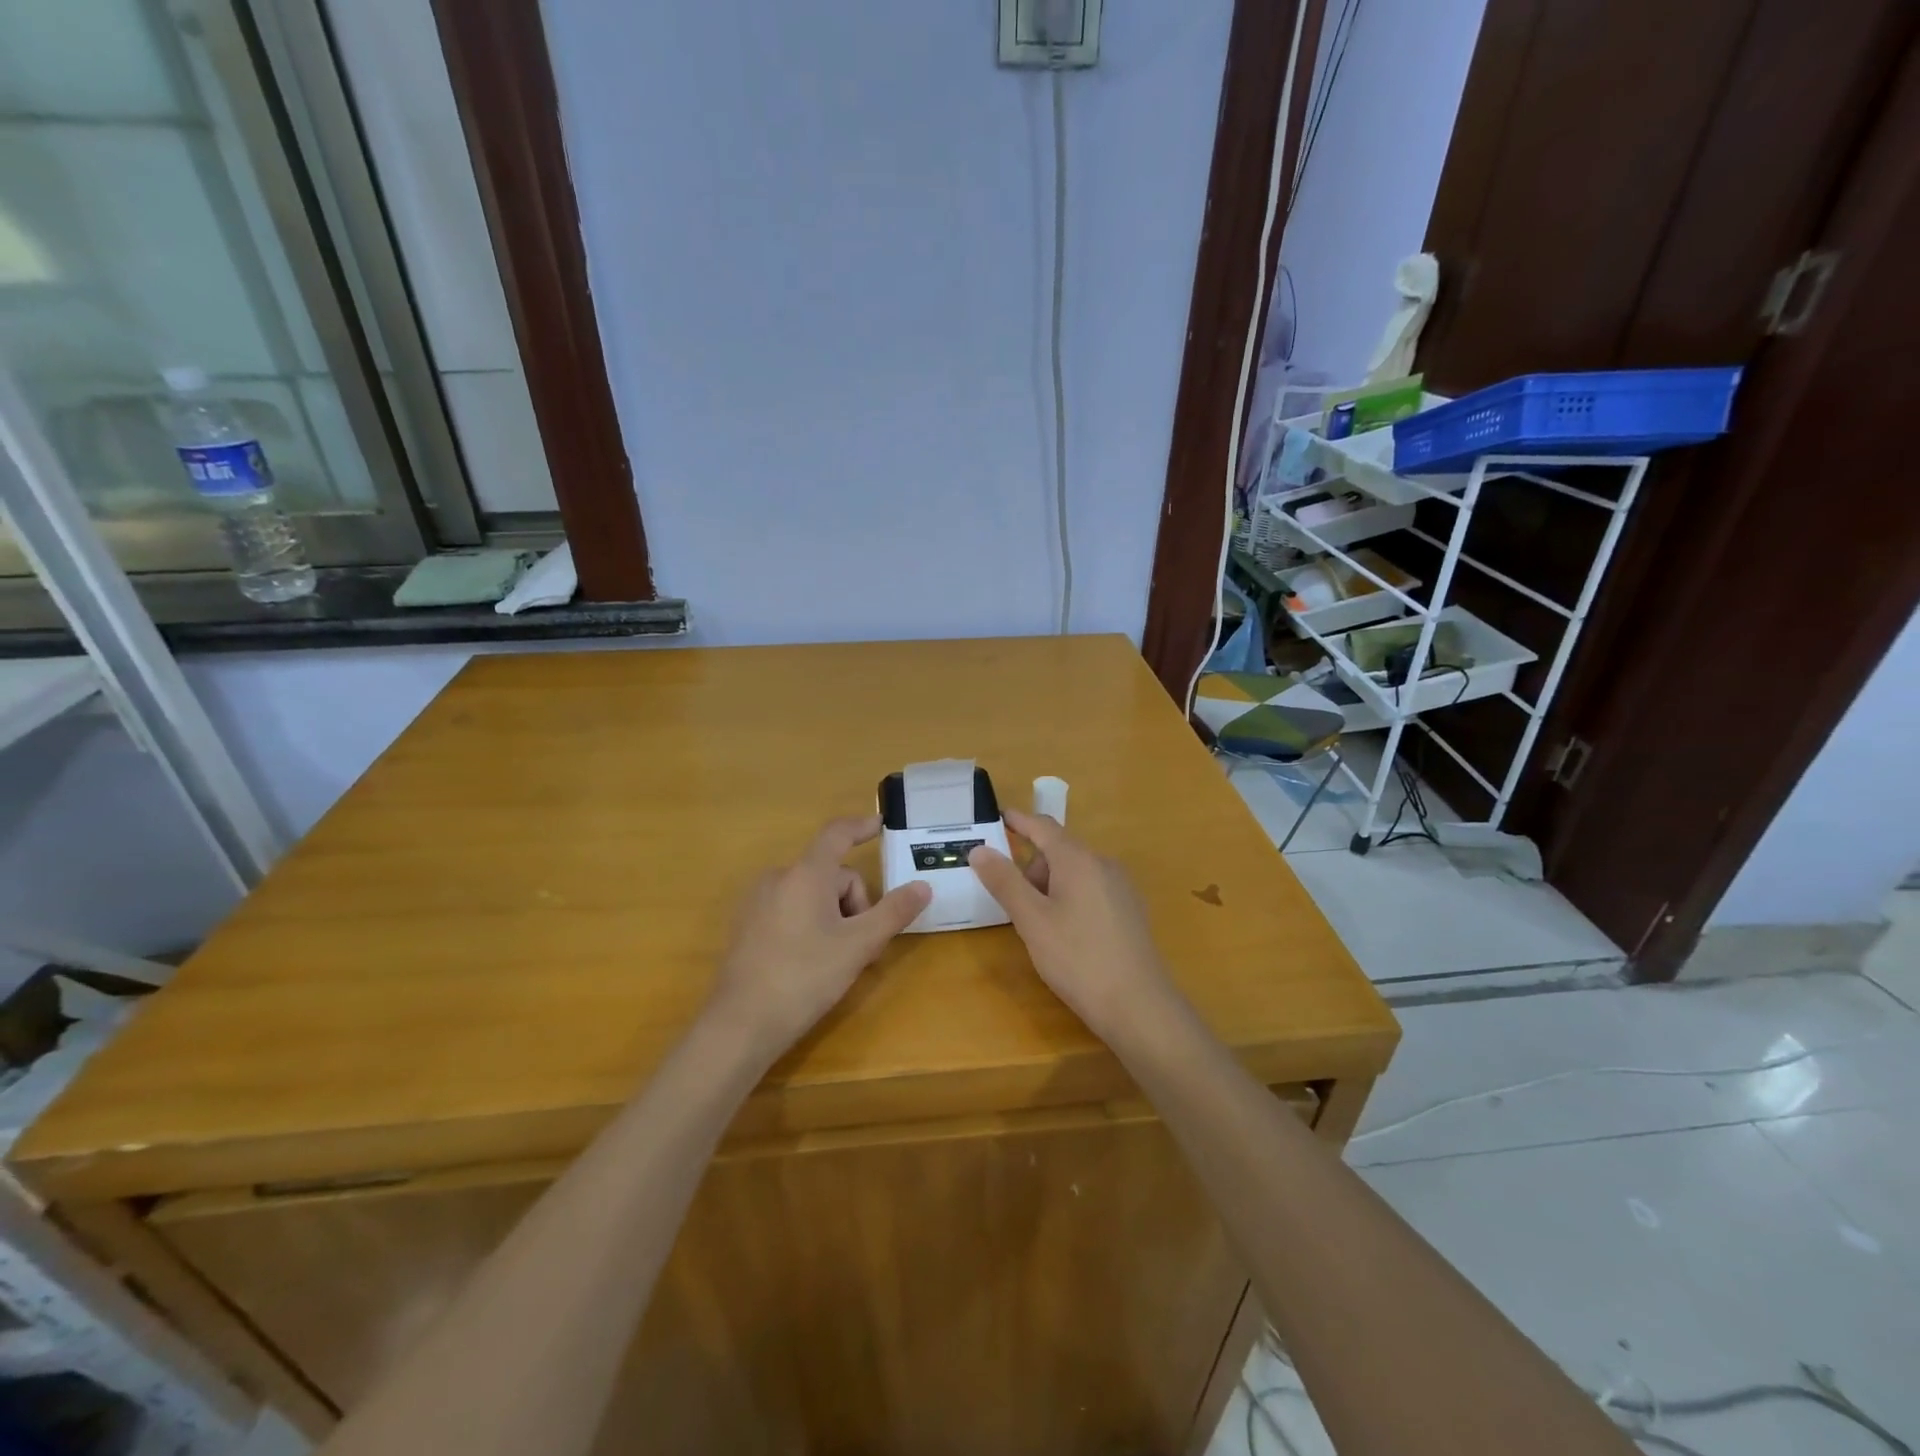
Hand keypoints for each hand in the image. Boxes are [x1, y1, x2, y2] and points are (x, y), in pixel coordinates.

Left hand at [707, 816, 930, 1058]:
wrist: (740, 1025)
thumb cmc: (804, 977)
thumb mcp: (859, 946)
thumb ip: (893, 912)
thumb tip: (923, 887)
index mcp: (805, 874)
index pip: (837, 834)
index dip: (862, 826)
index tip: (882, 824)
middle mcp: (778, 878)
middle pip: (831, 874)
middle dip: (854, 903)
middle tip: (862, 945)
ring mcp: (758, 902)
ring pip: (812, 894)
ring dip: (834, 916)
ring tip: (837, 959)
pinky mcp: (747, 926)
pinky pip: (791, 909)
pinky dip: (810, 924)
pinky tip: (810, 962)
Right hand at [969, 809, 1181, 1041]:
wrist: (1138, 1005)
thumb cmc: (1077, 958)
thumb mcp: (1032, 920)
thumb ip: (1004, 881)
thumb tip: (979, 850)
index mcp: (1078, 859)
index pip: (1043, 826)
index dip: (1018, 821)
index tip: (997, 817)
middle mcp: (1104, 864)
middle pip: (1059, 851)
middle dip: (1031, 868)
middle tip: (1012, 904)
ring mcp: (1121, 887)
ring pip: (1075, 873)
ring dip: (1049, 886)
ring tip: (1038, 926)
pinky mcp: (1130, 910)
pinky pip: (1091, 889)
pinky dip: (1070, 898)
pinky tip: (1066, 935)